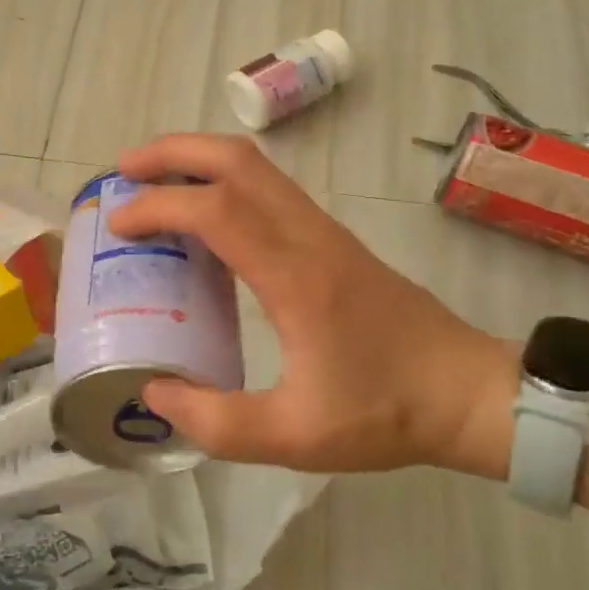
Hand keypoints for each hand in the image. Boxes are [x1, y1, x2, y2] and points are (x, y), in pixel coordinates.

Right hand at [108, 135, 510, 472]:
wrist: (470, 393)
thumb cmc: (387, 411)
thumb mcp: (296, 437)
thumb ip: (217, 423)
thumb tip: (155, 393)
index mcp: (295, 276)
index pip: (216, 210)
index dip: (158, 206)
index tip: (118, 224)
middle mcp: (308, 236)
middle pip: (236, 159)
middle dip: (172, 152)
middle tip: (125, 171)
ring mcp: (323, 230)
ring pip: (255, 165)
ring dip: (198, 159)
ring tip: (153, 183)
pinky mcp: (331, 238)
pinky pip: (268, 188)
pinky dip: (223, 182)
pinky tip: (202, 219)